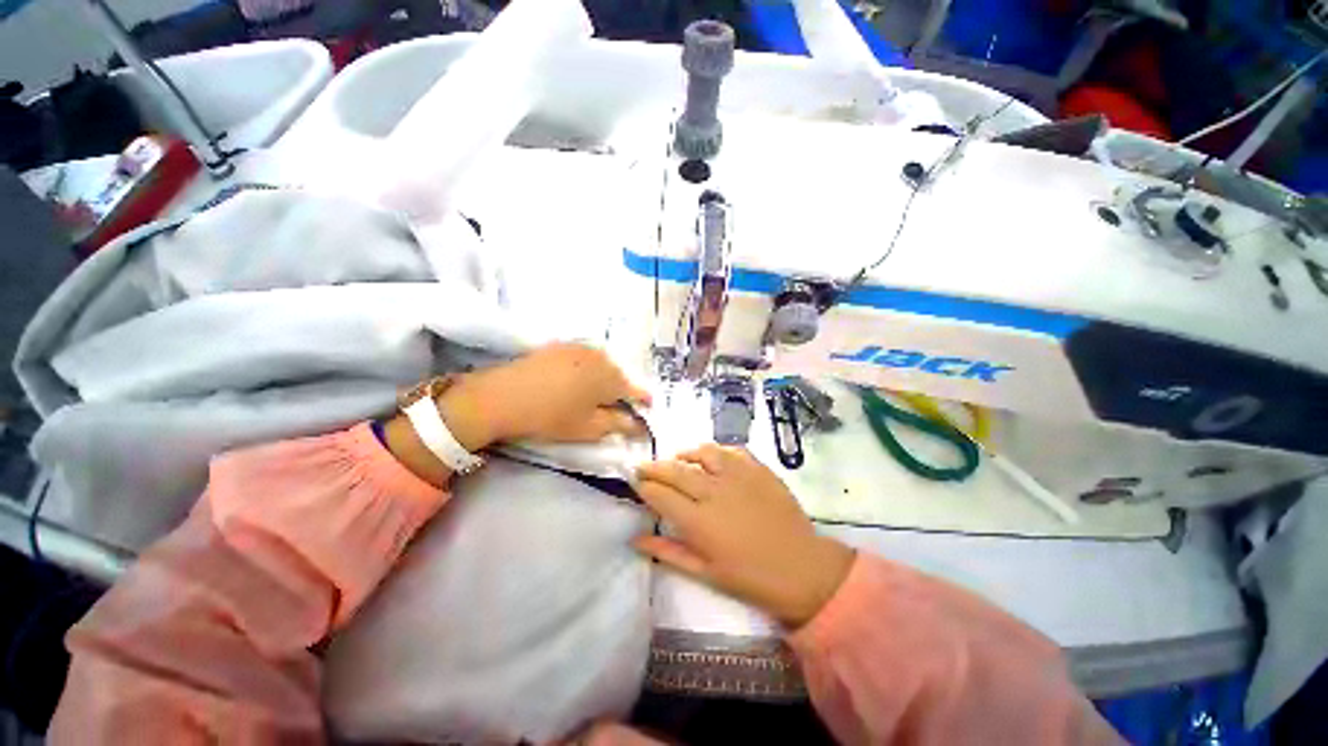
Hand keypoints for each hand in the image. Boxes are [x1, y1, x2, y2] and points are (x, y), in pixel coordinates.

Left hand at [451, 342, 651, 445]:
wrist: (505, 396)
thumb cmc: (552, 417)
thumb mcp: (589, 428)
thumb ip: (618, 425)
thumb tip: (638, 425)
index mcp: (612, 379)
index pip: (636, 390)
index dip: (643, 401)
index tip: (646, 408)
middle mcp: (601, 358)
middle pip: (619, 375)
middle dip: (620, 390)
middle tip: (613, 407)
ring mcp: (580, 348)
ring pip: (602, 365)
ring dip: (603, 379)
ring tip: (592, 394)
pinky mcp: (562, 345)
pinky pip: (585, 357)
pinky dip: (587, 369)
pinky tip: (574, 380)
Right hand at [634, 445, 854, 627]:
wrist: (801, 568)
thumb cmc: (750, 577)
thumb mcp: (704, 573)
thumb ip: (667, 553)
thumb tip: (635, 540)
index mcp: (699, 521)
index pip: (660, 494)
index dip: (644, 486)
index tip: (636, 482)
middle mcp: (714, 492)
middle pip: (675, 470)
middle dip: (655, 467)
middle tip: (645, 467)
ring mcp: (738, 476)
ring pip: (703, 452)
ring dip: (686, 453)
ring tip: (679, 458)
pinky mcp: (758, 469)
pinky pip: (731, 450)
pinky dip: (717, 451)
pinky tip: (712, 458)